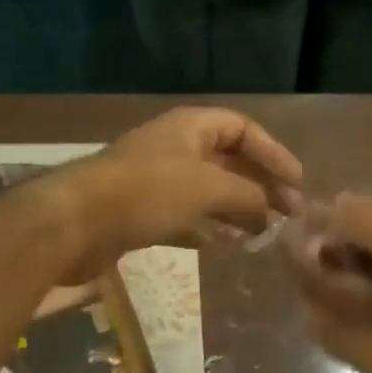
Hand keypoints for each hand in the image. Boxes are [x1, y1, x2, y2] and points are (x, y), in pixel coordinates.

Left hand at [44, 108, 302, 281]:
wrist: (74, 223)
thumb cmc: (146, 193)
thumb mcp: (208, 188)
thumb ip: (248, 196)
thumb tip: (271, 210)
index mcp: (190, 127)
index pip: (243, 128)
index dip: (273, 152)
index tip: (297, 183)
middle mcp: (175, 147)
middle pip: (228, 160)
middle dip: (260, 184)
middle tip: (289, 213)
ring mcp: (156, 180)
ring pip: (209, 190)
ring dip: (238, 208)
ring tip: (264, 232)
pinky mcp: (141, 212)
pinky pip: (187, 216)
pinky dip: (209, 228)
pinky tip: (226, 245)